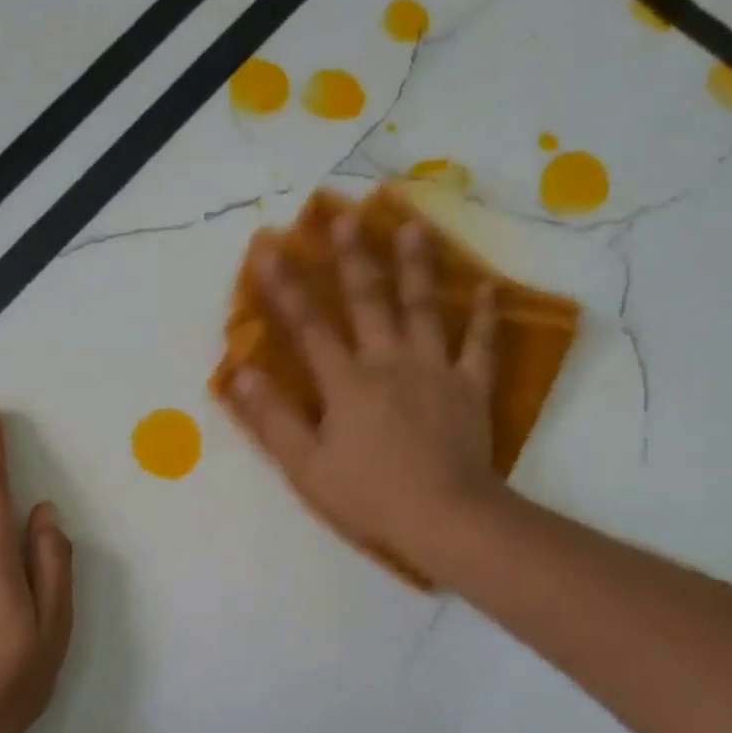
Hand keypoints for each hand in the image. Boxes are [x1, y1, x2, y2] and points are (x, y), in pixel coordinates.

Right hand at [224, 203, 505, 580]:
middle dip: (353, 257)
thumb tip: (241, 374)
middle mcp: (389, 362)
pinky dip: (486, 316)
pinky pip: (481, 345)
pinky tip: (489, 286)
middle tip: (347, 214)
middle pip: (368, 301)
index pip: (308, 327)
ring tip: (413, 225)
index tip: (268, 247)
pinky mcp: (471, 388)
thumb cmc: (369, 496)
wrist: (447, 518)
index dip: (285, 287)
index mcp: (346, 383)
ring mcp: (435, 370)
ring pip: (424, 308)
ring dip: (417, 266)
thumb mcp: (306, 467)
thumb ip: (273, 419)